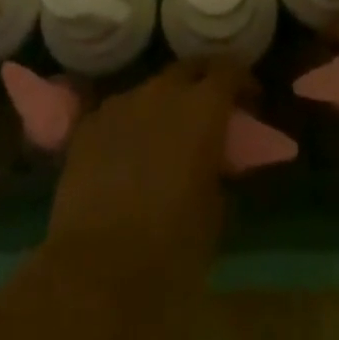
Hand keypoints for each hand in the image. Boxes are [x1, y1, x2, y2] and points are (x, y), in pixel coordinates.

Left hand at [47, 59, 244, 284]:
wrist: (96, 271)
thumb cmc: (170, 248)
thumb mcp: (215, 213)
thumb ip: (219, 170)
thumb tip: (215, 160)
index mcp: (201, 109)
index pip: (228, 70)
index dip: (242, 81)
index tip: (250, 102)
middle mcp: (161, 92)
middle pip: (187, 69)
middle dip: (201, 83)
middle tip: (208, 114)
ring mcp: (121, 102)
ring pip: (150, 90)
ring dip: (163, 107)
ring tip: (164, 140)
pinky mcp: (88, 124)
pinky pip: (118, 114)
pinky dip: (129, 127)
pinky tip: (126, 159)